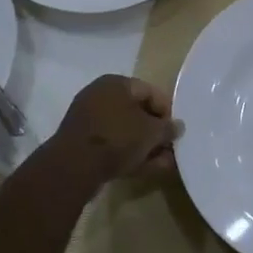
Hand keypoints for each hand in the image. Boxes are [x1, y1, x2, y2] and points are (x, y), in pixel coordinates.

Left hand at [52, 76, 182, 184]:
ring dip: (145, 146)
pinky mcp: (83, 141)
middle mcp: (100, 95)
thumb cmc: (117, 138)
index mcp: (116, 83)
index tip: (177, 131)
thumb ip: (168, 128)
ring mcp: (89, 119)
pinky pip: (112, 143)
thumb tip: (178, 126)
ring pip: (126, 130)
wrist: (74, 166)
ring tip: (163, 163)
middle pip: (137, 112)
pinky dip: (129, 153)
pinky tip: (146, 169)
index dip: (167, 111)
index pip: (150, 91)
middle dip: (156, 132)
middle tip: (170, 148)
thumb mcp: (150, 133)